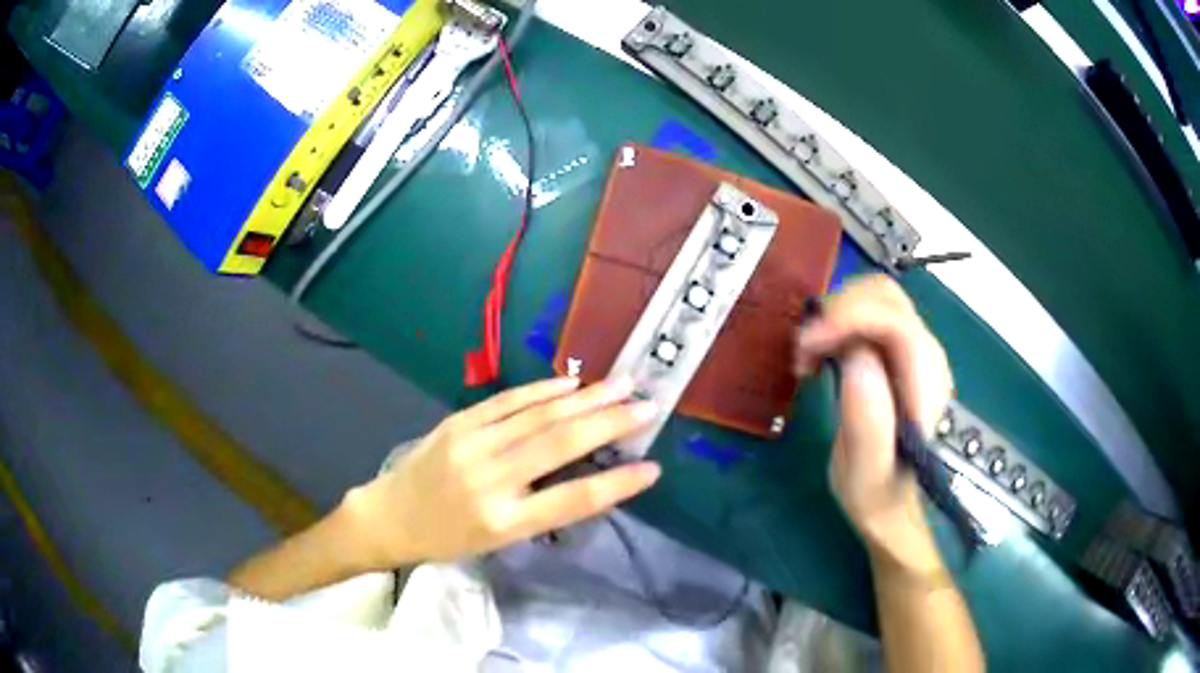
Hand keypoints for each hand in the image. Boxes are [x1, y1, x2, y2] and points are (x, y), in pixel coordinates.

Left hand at [341, 377, 660, 569]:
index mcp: (503, 522)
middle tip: (647, 405)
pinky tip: (571, 383)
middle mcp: (490, 481)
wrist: (389, 516)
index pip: (572, 500)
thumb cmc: (448, 538)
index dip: (617, 485)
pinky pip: (507, 402)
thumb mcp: (498, 540)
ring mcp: (471, 446)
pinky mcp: (457, 423)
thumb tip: (588, 471)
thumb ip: (542, 507)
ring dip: (584, 398)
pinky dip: (542, 390)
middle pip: (559, 446)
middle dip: (609, 422)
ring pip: (538, 417)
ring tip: (620, 385)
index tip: (654, 468)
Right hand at [794, 275, 953, 573]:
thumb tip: (856, 358)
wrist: (888, 502)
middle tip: (805, 352)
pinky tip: (822, 352)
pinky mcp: (897, 350)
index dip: (847, 319)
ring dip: (834, 315)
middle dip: (837, 312)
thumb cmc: (875, 493)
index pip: (893, 320)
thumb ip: (867, 420)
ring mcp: (914, 348)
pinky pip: (867, 312)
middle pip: (884, 296)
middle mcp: (926, 355)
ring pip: (874, 296)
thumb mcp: (866, 472)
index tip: (807, 346)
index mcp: (924, 383)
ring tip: (810, 355)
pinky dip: (837, 322)